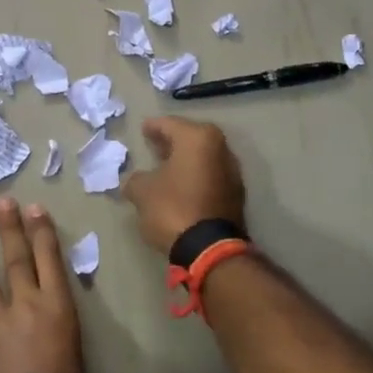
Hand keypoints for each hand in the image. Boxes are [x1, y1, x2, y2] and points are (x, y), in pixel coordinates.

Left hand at [0, 199, 88, 372]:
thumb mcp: (78, 362)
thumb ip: (64, 346)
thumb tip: (56, 352)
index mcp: (57, 309)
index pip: (49, 261)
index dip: (42, 233)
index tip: (33, 208)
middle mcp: (25, 309)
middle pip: (16, 262)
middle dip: (10, 231)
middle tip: (2, 203)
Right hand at [122, 117, 247, 253]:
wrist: (210, 248)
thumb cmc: (173, 208)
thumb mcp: (143, 192)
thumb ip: (136, 179)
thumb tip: (136, 181)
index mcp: (198, 138)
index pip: (170, 124)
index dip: (154, 126)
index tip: (143, 128)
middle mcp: (220, 148)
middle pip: (191, 138)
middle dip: (172, 141)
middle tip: (154, 144)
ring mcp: (232, 171)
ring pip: (203, 157)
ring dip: (186, 159)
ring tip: (166, 166)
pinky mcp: (236, 194)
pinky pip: (211, 175)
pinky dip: (196, 175)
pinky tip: (182, 185)